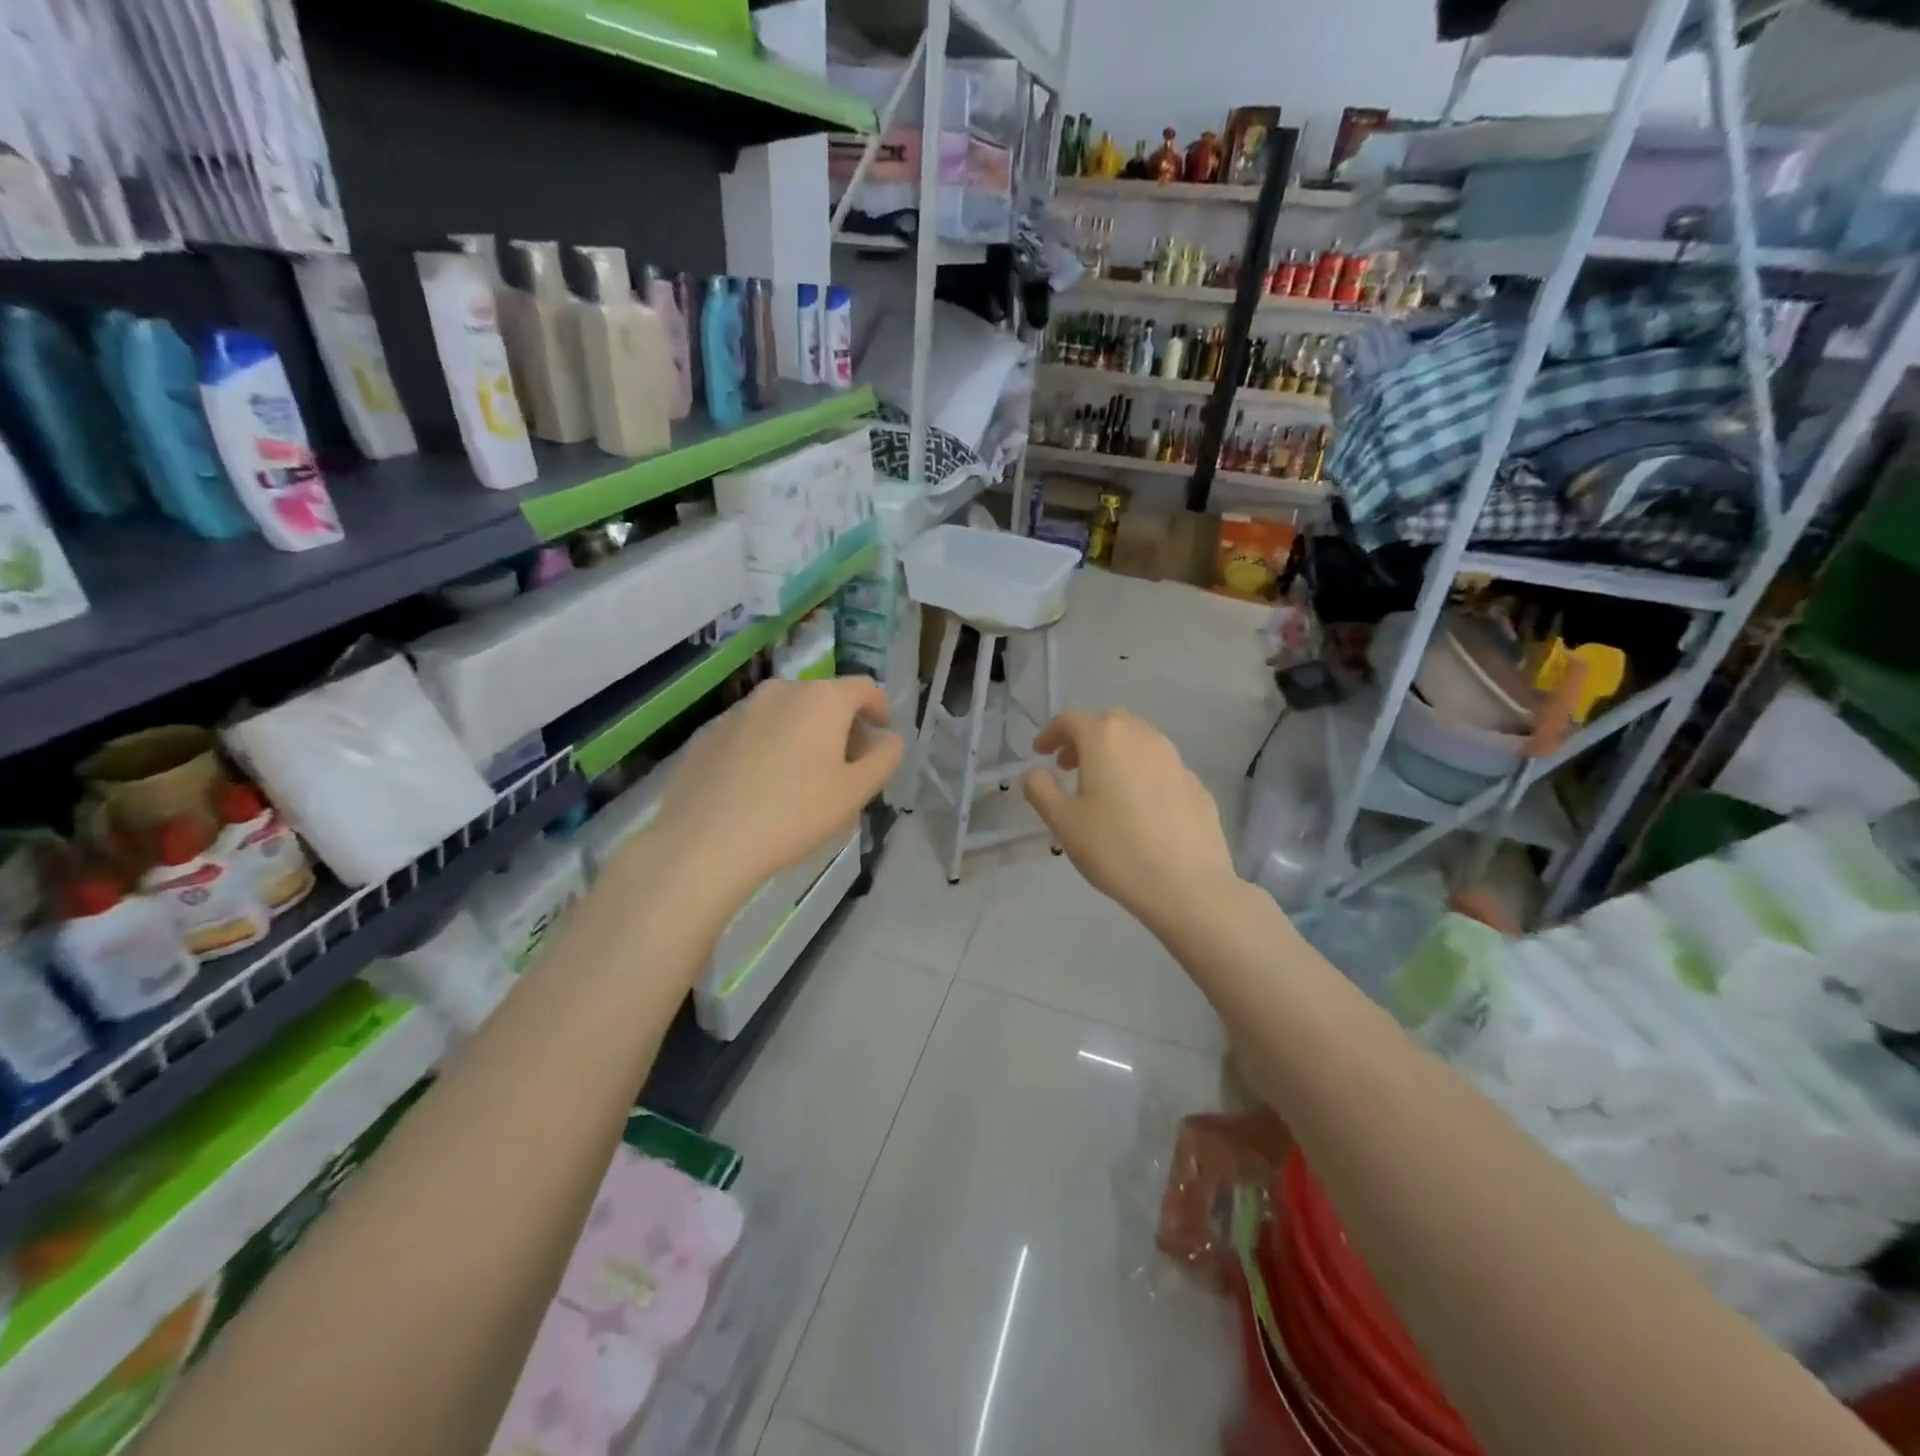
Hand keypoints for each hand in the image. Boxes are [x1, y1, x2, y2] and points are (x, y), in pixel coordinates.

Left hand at [641, 677, 902, 907]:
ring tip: (802, 778)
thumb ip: (884, 759)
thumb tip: (889, 739)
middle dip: (842, 726)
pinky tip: (761, 786)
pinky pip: (753, 731)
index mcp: (822, 699)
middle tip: (847, 765)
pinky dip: (768, 746)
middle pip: (824, 699)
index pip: (864, 688)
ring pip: (786, 714)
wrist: (704, 842)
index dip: (879, 709)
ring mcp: (739, 709)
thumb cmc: (793, 814)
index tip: (881, 734)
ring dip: (803, 735)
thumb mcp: (855, 793)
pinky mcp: (709, 733)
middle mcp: (781, 691)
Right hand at [1022, 709, 1236, 927]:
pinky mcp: (1196, 784)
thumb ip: (1041, 789)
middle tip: (1069, 767)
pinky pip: (1161, 768)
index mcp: (1106, 739)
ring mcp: (1176, 759)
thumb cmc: (1114, 848)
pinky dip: (1142, 775)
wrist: (1187, 885)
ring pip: (1139, 742)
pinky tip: (1139, 809)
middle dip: (1085, 738)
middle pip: (1109, 724)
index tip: (1039, 754)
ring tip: (1103, 787)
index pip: (1071, 720)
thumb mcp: (1062, 822)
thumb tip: (1036, 773)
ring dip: (1116, 753)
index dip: (1051, 733)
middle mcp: (1143, 737)